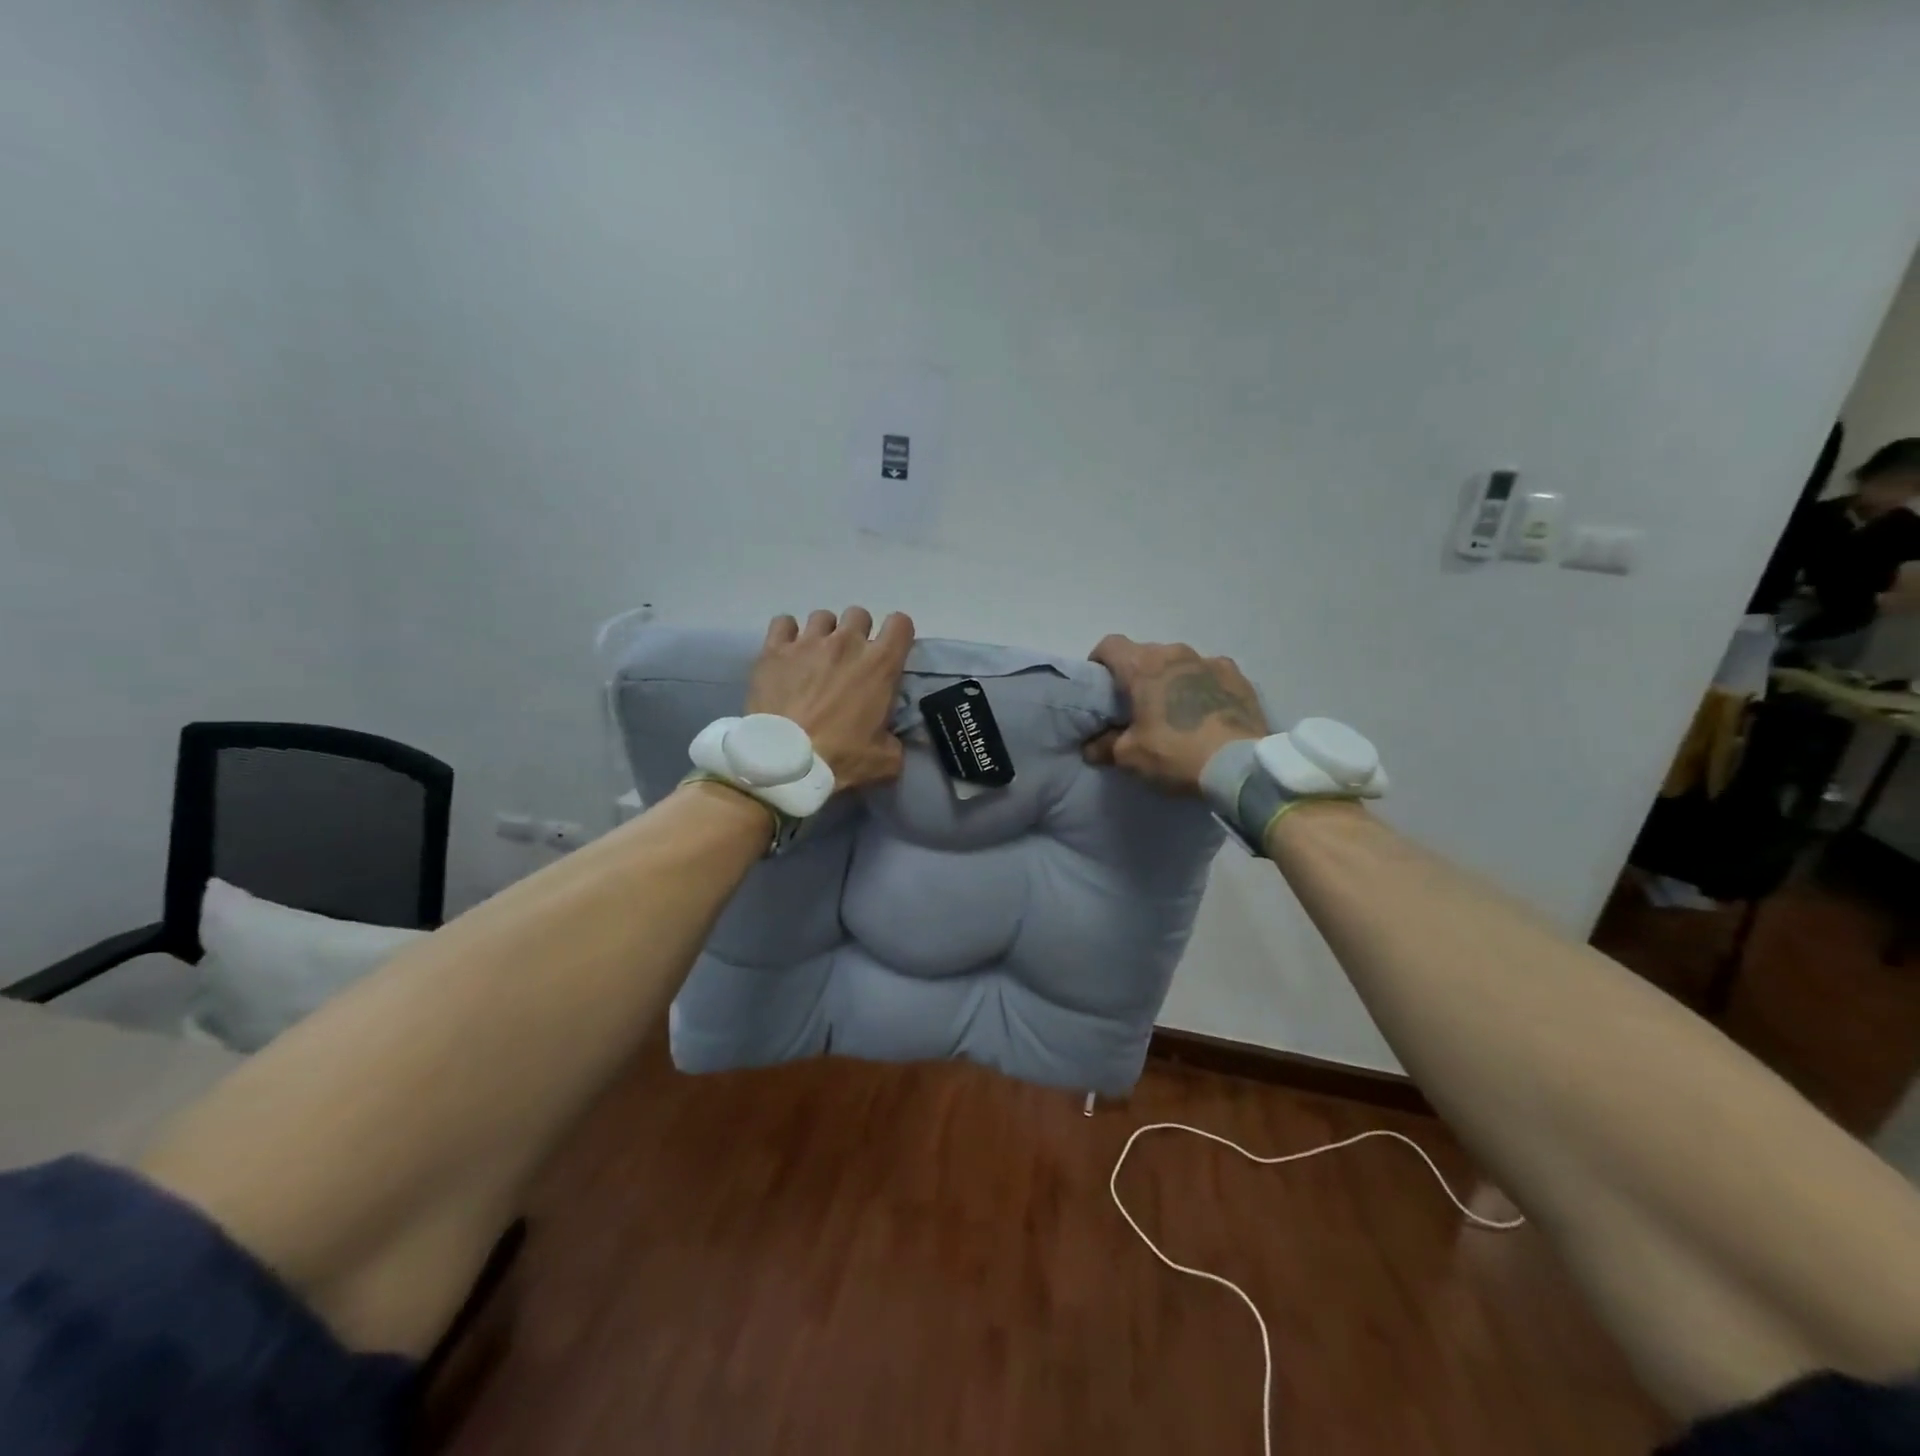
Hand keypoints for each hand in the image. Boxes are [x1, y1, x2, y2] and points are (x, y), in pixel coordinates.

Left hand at [746, 608, 915, 791]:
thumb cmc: (840, 758)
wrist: (785, 761)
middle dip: (858, 633)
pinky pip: (783, 622)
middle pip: (859, 615)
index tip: (890, 652)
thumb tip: (891, 739)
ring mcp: (808, 642)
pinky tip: (787, 652)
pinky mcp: (774, 650)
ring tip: (816, 657)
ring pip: (822, 617)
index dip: (898, 635)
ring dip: (824, 633)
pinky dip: (787, 634)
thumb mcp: (886, 760)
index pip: (900, 624)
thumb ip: (895, 742)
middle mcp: (846, 643)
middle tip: (850, 660)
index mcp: (880, 665)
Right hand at [1083, 635, 1268, 792]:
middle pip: (1146, 654)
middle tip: (1136, 705)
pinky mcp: (1239, 677)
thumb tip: (1090, 747)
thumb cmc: (1175, 753)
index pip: (1110, 645)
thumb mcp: (1130, 757)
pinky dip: (1202, 687)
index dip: (1099, 662)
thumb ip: (1105, 746)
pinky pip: (1210, 675)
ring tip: (1175, 710)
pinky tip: (1206, 712)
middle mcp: (1176, 653)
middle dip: (1137, 674)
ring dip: (1172, 679)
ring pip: (1180, 663)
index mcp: (1143, 665)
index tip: (1100, 686)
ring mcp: (1211, 662)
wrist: (1240, 766)